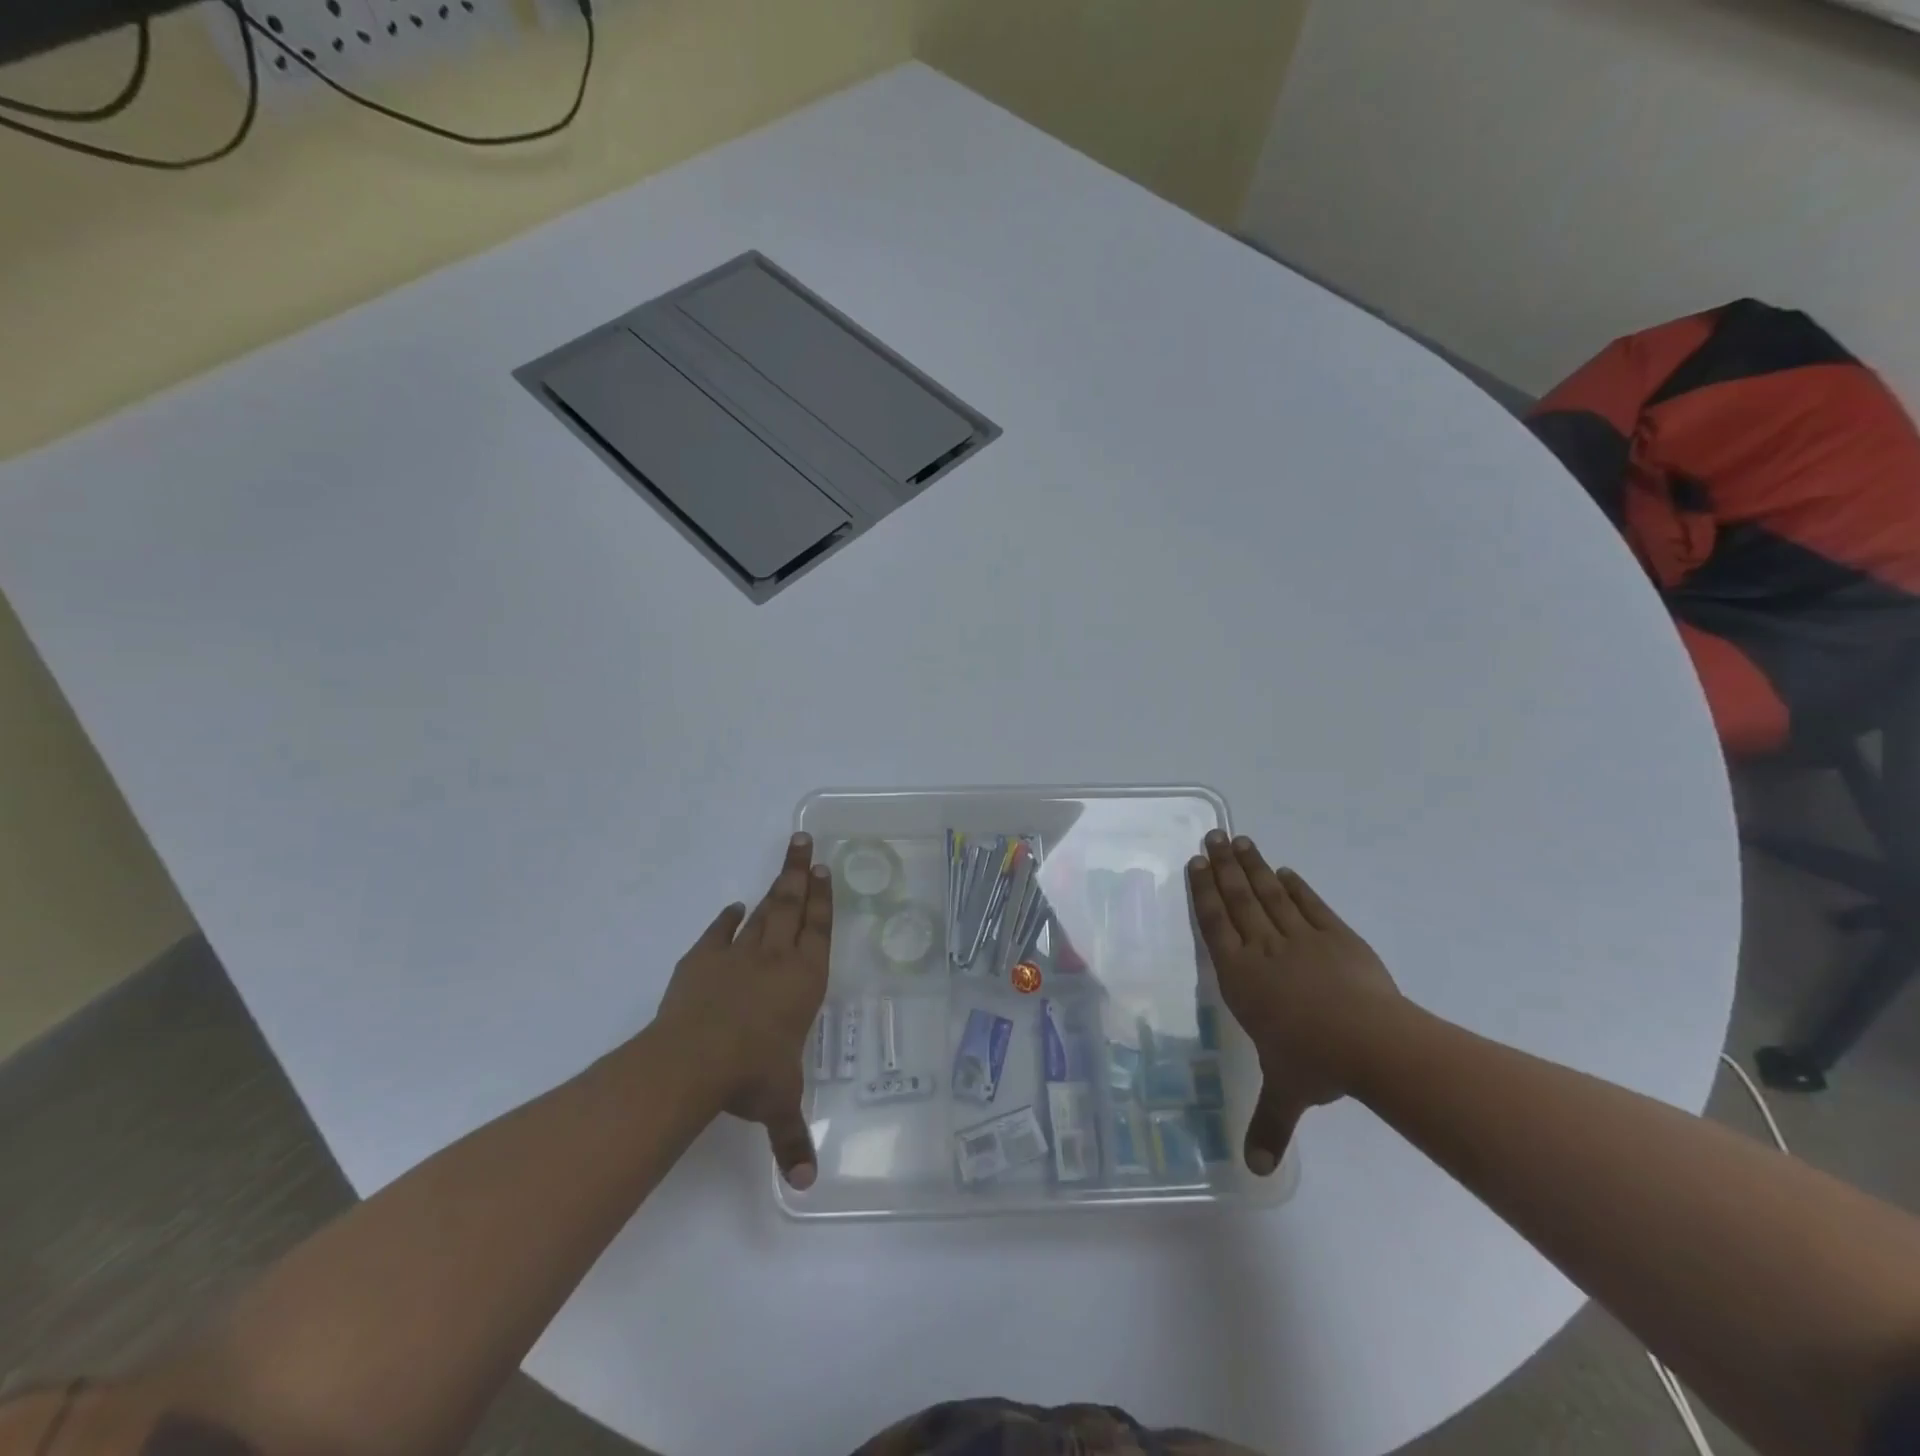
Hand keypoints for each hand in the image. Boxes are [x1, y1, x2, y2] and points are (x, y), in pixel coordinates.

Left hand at [655, 833, 831, 1187]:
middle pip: (791, 905)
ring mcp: (737, 956)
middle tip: (805, 842)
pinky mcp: (701, 962)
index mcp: (803, 981)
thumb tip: (807, 1186)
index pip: (819, 930)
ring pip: (762, 911)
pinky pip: (719, 933)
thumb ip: (793, 1137)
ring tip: (786, 858)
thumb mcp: (779, 1104)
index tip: (826, 870)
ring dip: (774, 885)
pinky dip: (726, 920)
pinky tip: (732, 908)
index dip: (824, 900)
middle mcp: (776, 959)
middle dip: (801, 873)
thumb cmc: (750, 1075)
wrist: (693, 1061)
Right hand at [1188, 830, 1397, 1174]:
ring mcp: (1302, 939)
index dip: (1204, 892)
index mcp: (1242, 977)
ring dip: (1253, 867)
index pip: (1215, 925)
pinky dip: (1296, 887)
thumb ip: (1267, 1123)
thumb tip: (1252, 1172)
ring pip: (1269, 895)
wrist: (1374, 1044)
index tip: (1197, 864)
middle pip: (1238, 900)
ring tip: (1240, 840)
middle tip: (1212, 837)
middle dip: (1223, 867)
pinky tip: (1284, 872)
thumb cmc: (1315, 1063)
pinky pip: (1310, 905)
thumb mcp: (1287, 1093)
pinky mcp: (1337, 937)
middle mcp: (1264, 950)